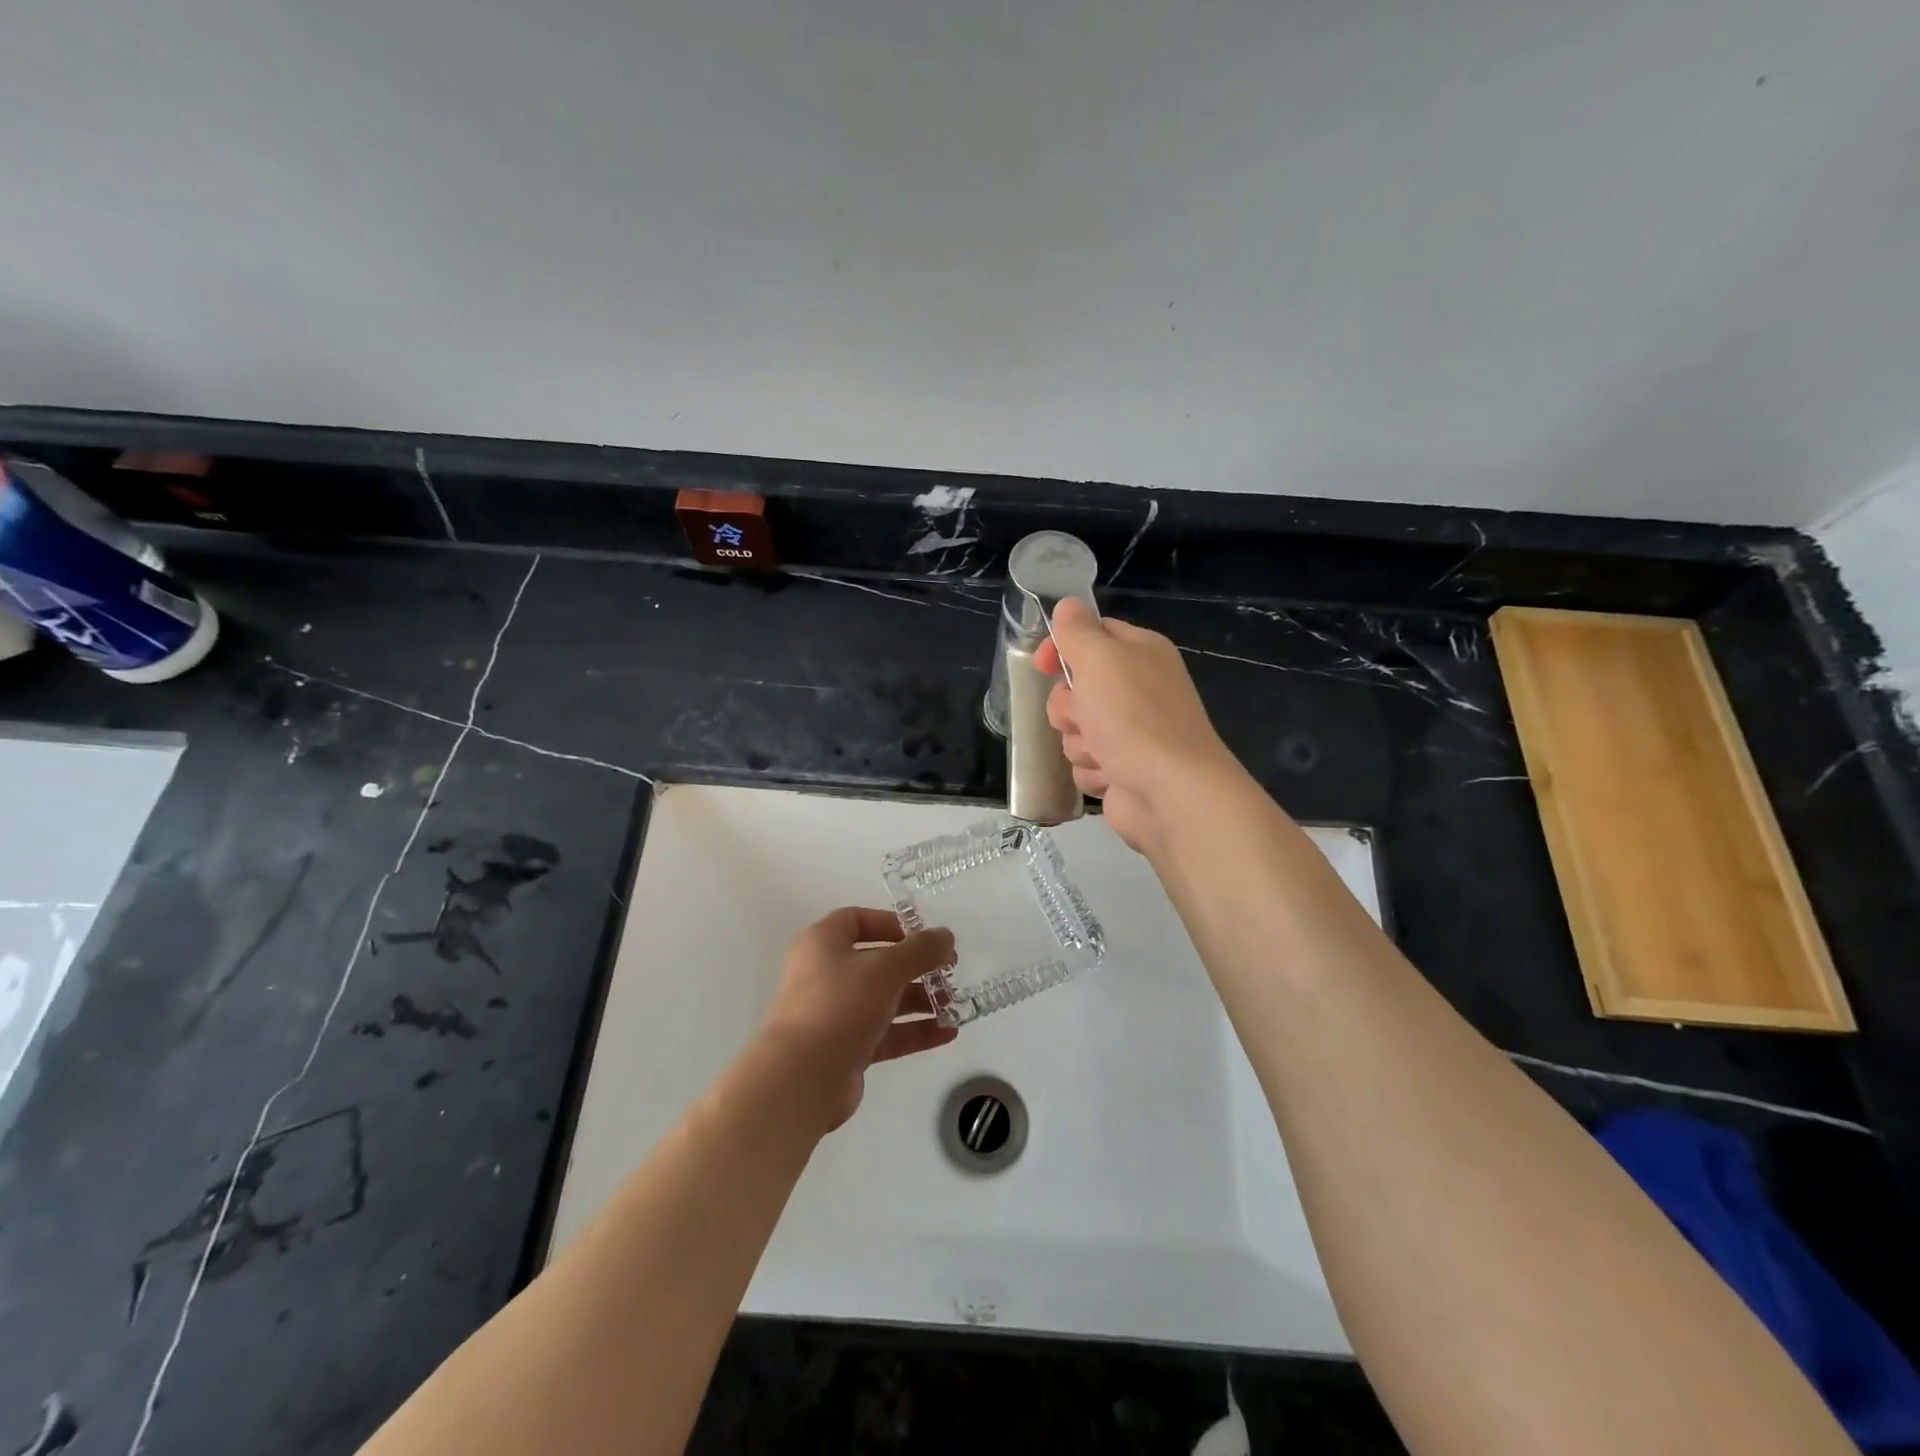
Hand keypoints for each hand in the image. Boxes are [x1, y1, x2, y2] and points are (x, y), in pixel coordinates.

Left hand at [756, 908, 957, 1131]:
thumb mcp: (885, 969)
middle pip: (876, 961)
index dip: (892, 924)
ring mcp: (834, 1013)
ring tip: (954, 1004)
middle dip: (915, 965)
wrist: (802, 1079)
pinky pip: (885, 1032)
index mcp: (822, 943)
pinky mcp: (845, 1048)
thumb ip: (920, 950)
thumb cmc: (840, 1006)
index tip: (924, 936)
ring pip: (883, 999)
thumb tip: (945, 936)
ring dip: (919, 999)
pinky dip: (913, 1031)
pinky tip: (947, 1033)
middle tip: (950, 970)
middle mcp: (825, 974)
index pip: (858, 920)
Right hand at [1034, 599, 1243, 855]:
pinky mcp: (1122, 770)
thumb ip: (1077, 631)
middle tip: (1085, 715)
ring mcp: (1131, 733)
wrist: (1170, 791)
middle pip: (1075, 688)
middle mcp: (1138, 689)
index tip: (1042, 664)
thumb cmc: (1133, 717)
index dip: (1063, 647)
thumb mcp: (1099, 659)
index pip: (1093, 634)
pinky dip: (1093, 771)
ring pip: (1075, 730)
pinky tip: (1111, 776)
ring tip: (1103, 752)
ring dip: (1080, 742)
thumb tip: (1067, 606)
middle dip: (1069, 706)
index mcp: (1140, 652)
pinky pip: (1085, 764)